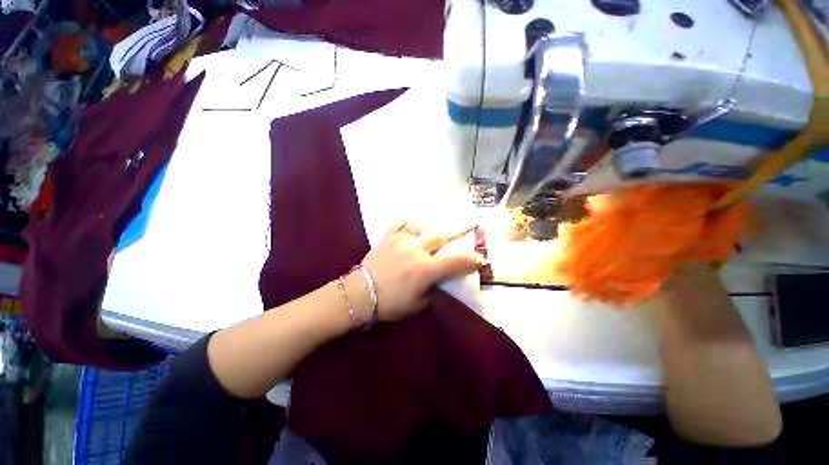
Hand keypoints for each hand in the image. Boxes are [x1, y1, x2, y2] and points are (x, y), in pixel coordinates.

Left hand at [358, 221, 485, 321]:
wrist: (359, 294)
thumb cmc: (390, 303)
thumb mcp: (417, 305)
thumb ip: (433, 291)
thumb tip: (440, 282)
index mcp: (426, 269)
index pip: (455, 260)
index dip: (471, 259)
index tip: (479, 258)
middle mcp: (416, 249)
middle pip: (441, 234)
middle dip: (456, 233)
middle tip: (464, 231)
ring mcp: (401, 240)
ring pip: (423, 225)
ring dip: (434, 227)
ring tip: (438, 228)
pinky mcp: (388, 236)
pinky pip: (400, 222)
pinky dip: (408, 222)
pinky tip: (412, 224)